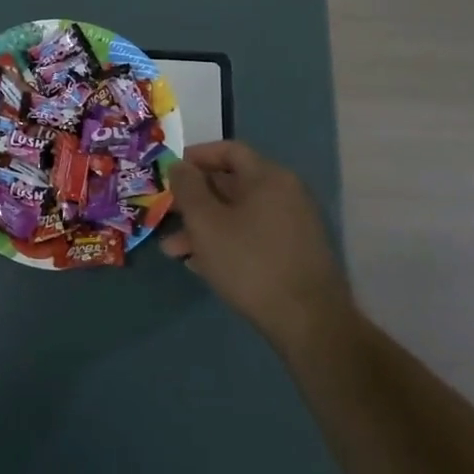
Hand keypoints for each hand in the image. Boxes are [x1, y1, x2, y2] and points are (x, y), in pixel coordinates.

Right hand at [164, 140, 353, 346]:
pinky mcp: (294, 254)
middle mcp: (286, 194)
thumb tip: (178, 165)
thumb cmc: (250, 262)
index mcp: (269, 177)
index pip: (229, 150)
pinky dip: (226, 242)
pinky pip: (252, 235)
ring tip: (174, 251)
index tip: (170, 172)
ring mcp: (293, 225)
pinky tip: (201, 265)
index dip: (196, 157)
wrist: (309, 323)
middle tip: (165, 215)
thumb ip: (187, 188)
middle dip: (194, 200)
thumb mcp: (206, 222)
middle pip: (231, 184)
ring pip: (238, 215)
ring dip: (204, 227)